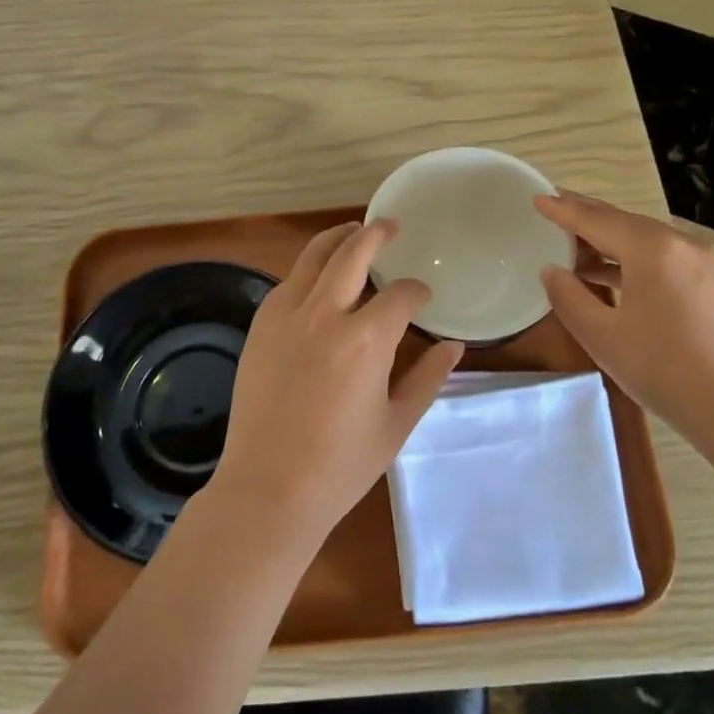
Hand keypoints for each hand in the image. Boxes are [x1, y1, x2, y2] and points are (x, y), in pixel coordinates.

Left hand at [211, 221, 464, 551]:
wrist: (268, 488)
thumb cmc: (341, 465)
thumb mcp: (397, 424)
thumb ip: (427, 378)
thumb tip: (454, 346)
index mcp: (366, 340)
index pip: (400, 295)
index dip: (416, 291)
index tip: (422, 297)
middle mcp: (325, 314)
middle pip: (352, 252)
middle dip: (376, 233)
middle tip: (390, 226)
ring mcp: (285, 316)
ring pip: (312, 257)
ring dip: (337, 239)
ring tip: (353, 232)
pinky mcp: (260, 327)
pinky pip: (287, 283)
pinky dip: (307, 271)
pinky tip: (318, 279)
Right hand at [535, 193, 713, 434]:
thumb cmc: (665, 371)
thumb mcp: (602, 337)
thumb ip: (569, 297)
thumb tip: (552, 270)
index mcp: (652, 250)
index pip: (597, 220)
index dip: (563, 210)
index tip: (537, 198)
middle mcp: (683, 244)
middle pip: (625, 222)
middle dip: (588, 216)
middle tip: (555, 210)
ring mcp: (707, 263)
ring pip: (648, 239)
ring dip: (611, 240)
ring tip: (577, 248)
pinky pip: (667, 257)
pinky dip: (636, 258)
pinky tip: (616, 275)